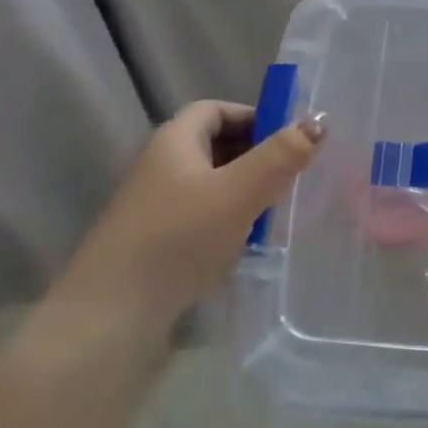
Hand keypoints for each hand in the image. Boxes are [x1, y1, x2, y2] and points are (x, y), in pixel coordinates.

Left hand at [54, 101, 324, 352]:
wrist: (110, 317)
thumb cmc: (177, 240)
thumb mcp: (238, 193)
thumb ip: (280, 156)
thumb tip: (318, 122)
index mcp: (174, 141)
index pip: (215, 109)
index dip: (253, 116)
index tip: (289, 139)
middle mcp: (160, 166)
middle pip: (214, 145)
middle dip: (255, 155)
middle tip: (291, 176)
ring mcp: (154, 206)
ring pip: (210, 184)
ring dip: (245, 192)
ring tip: (277, 212)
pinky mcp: (154, 242)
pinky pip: (200, 216)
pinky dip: (228, 221)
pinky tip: (246, 245)